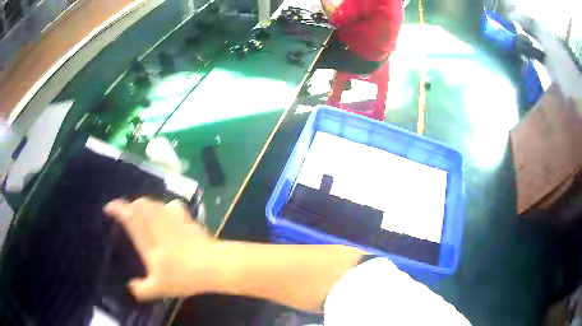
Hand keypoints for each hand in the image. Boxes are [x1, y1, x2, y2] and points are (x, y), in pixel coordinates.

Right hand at [104, 198, 218, 300]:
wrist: (212, 265)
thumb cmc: (182, 276)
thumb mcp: (159, 288)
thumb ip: (142, 289)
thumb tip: (131, 288)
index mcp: (145, 237)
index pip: (127, 215)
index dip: (116, 208)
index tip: (109, 208)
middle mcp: (157, 222)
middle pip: (140, 204)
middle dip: (131, 206)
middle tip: (128, 215)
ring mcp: (173, 218)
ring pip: (154, 203)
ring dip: (146, 205)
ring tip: (144, 215)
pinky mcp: (187, 218)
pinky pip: (172, 205)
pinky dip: (165, 208)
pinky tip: (167, 215)